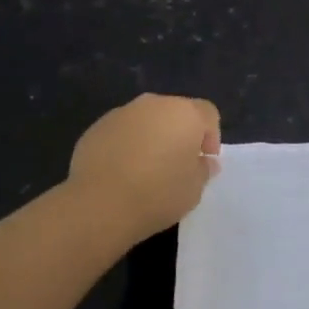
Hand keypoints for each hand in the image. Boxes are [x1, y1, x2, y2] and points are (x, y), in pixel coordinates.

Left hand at [66, 94, 220, 246]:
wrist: (99, 204)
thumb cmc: (157, 194)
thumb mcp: (194, 190)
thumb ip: (203, 170)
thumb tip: (204, 161)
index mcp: (185, 114)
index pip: (208, 113)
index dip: (211, 135)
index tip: (205, 160)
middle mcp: (154, 104)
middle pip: (175, 112)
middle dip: (180, 133)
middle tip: (177, 164)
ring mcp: (122, 113)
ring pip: (146, 120)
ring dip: (152, 137)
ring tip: (147, 168)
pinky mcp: (96, 127)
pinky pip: (121, 131)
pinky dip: (126, 144)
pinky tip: (121, 171)